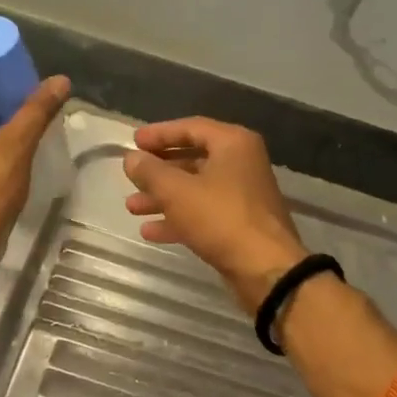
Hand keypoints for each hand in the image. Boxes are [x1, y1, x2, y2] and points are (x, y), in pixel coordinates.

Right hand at [122, 118, 307, 312]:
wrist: (265, 268)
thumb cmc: (221, 218)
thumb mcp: (177, 191)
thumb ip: (150, 171)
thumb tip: (131, 159)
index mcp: (234, 144)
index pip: (191, 127)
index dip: (160, 133)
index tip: (133, 141)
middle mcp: (242, 164)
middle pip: (193, 159)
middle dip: (159, 170)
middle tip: (131, 176)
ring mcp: (242, 196)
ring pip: (196, 189)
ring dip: (163, 197)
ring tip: (132, 207)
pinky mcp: (240, 224)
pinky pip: (203, 213)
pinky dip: (178, 219)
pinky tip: (150, 232)